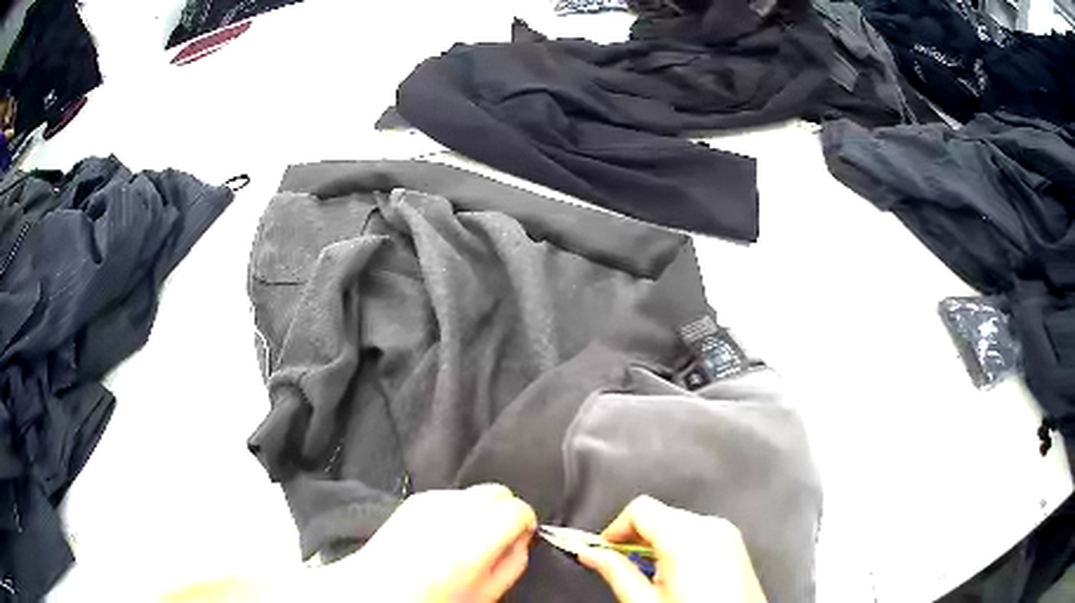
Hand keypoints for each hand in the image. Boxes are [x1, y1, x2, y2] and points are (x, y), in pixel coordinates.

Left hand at [334, 484, 536, 601]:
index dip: (525, 522)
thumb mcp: (488, 592)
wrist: (379, 589)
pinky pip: (451, 495)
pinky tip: (445, 532)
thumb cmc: (434, 598)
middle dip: (505, 511)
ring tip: (467, 536)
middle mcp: (455, 512)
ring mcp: (432, 501)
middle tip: (498, 536)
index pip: (518, 508)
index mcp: (477, 538)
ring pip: (474, 491)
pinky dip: (457, 508)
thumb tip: (521, 539)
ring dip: (480, 509)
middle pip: (498, 491)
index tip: (520, 536)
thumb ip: (514, 562)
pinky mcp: (416, 498)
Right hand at [577, 496, 767, 602]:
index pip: (639, 509)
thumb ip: (615, 572)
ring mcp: (727, 534)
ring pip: (678, 523)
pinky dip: (680, 546)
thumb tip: (591, 554)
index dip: (615, 529)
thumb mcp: (645, 601)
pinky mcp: (734, 544)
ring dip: (657, 543)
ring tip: (651, 577)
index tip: (603, 550)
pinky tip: (675, 575)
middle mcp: (711, 528)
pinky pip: (699, 533)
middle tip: (621, 566)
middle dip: (635, 538)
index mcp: (686, 538)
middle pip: (659, 515)